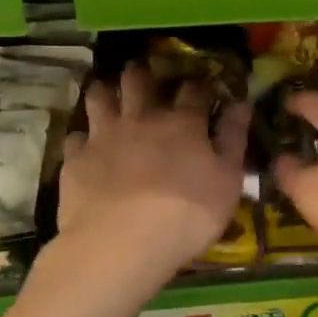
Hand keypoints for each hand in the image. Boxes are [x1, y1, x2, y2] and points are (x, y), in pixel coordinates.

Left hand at [57, 64, 249, 274]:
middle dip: (142, 73)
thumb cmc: (186, 214)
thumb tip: (242, 104)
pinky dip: (82, 138)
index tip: (202, 87)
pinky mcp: (76, 158)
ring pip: (100, 98)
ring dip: (105, 91)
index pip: (194, 89)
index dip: (199, 85)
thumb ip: (234, 140)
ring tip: (107, 93)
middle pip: (138, 81)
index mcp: (182, 123)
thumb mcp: (227, 181)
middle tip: (143, 73)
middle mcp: (141, 118)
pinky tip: (85, 145)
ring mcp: (104, 135)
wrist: (121, 243)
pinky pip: (75, 137)